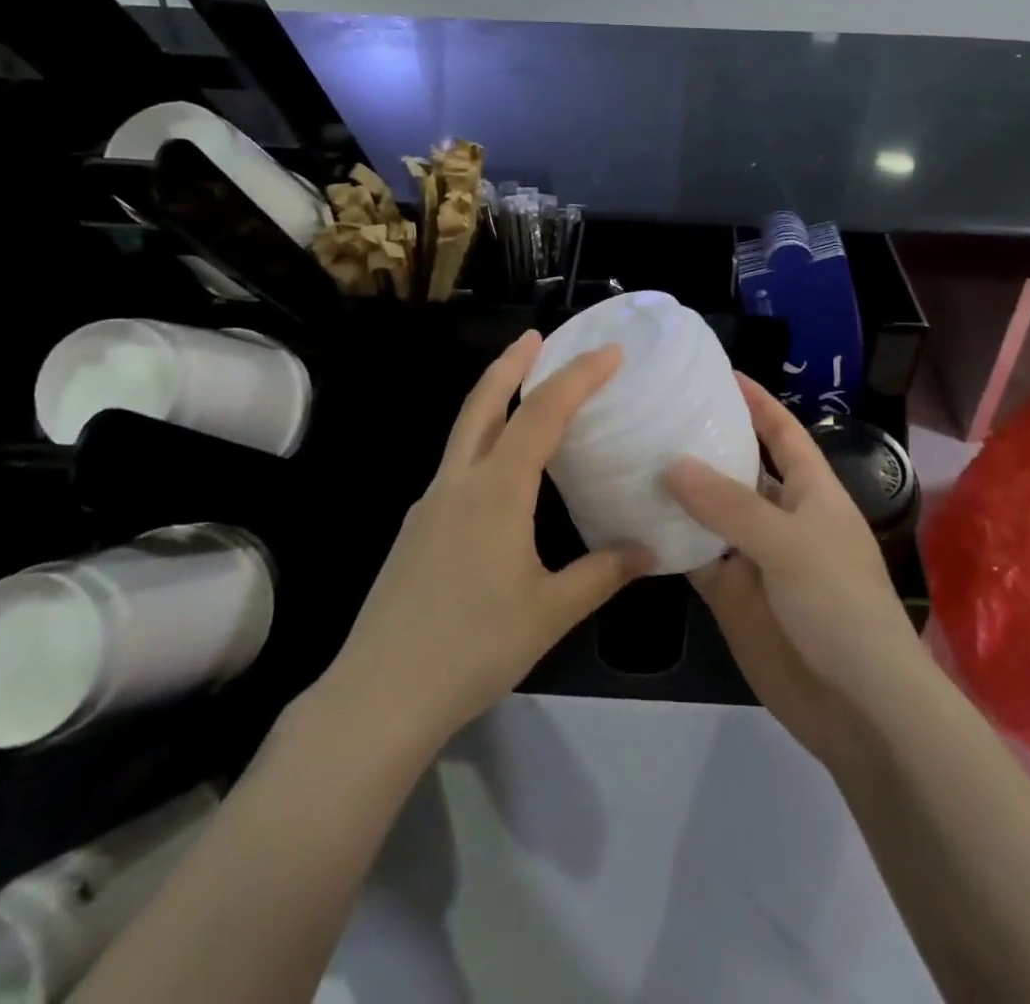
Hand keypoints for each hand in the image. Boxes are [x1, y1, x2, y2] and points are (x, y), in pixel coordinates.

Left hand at [327, 330, 653, 747]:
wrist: (381, 694)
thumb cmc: (473, 649)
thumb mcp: (550, 613)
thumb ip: (602, 574)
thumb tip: (648, 550)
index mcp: (496, 492)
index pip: (542, 414)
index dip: (578, 377)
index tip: (609, 352)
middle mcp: (459, 483)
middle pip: (483, 402)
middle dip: (511, 363)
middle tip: (537, 336)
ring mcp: (430, 503)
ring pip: (465, 432)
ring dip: (493, 399)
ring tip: (523, 392)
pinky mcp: (416, 528)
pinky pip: (457, 466)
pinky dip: (484, 443)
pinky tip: (501, 475)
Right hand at [667, 377, 926, 770]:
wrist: (859, 707)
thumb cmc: (839, 605)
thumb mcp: (789, 544)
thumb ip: (730, 504)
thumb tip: (673, 464)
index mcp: (812, 492)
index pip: (782, 432)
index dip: (757, 401)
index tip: (718, 373)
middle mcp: (781, 517)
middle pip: (739, 469)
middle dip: (704, 444)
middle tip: (653, 415)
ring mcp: (754, 558)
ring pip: (710, 514)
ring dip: (678, 493)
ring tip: (630, 459)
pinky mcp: (733, 597)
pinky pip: (695, 558)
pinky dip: (668, 542)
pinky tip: (630, 520)